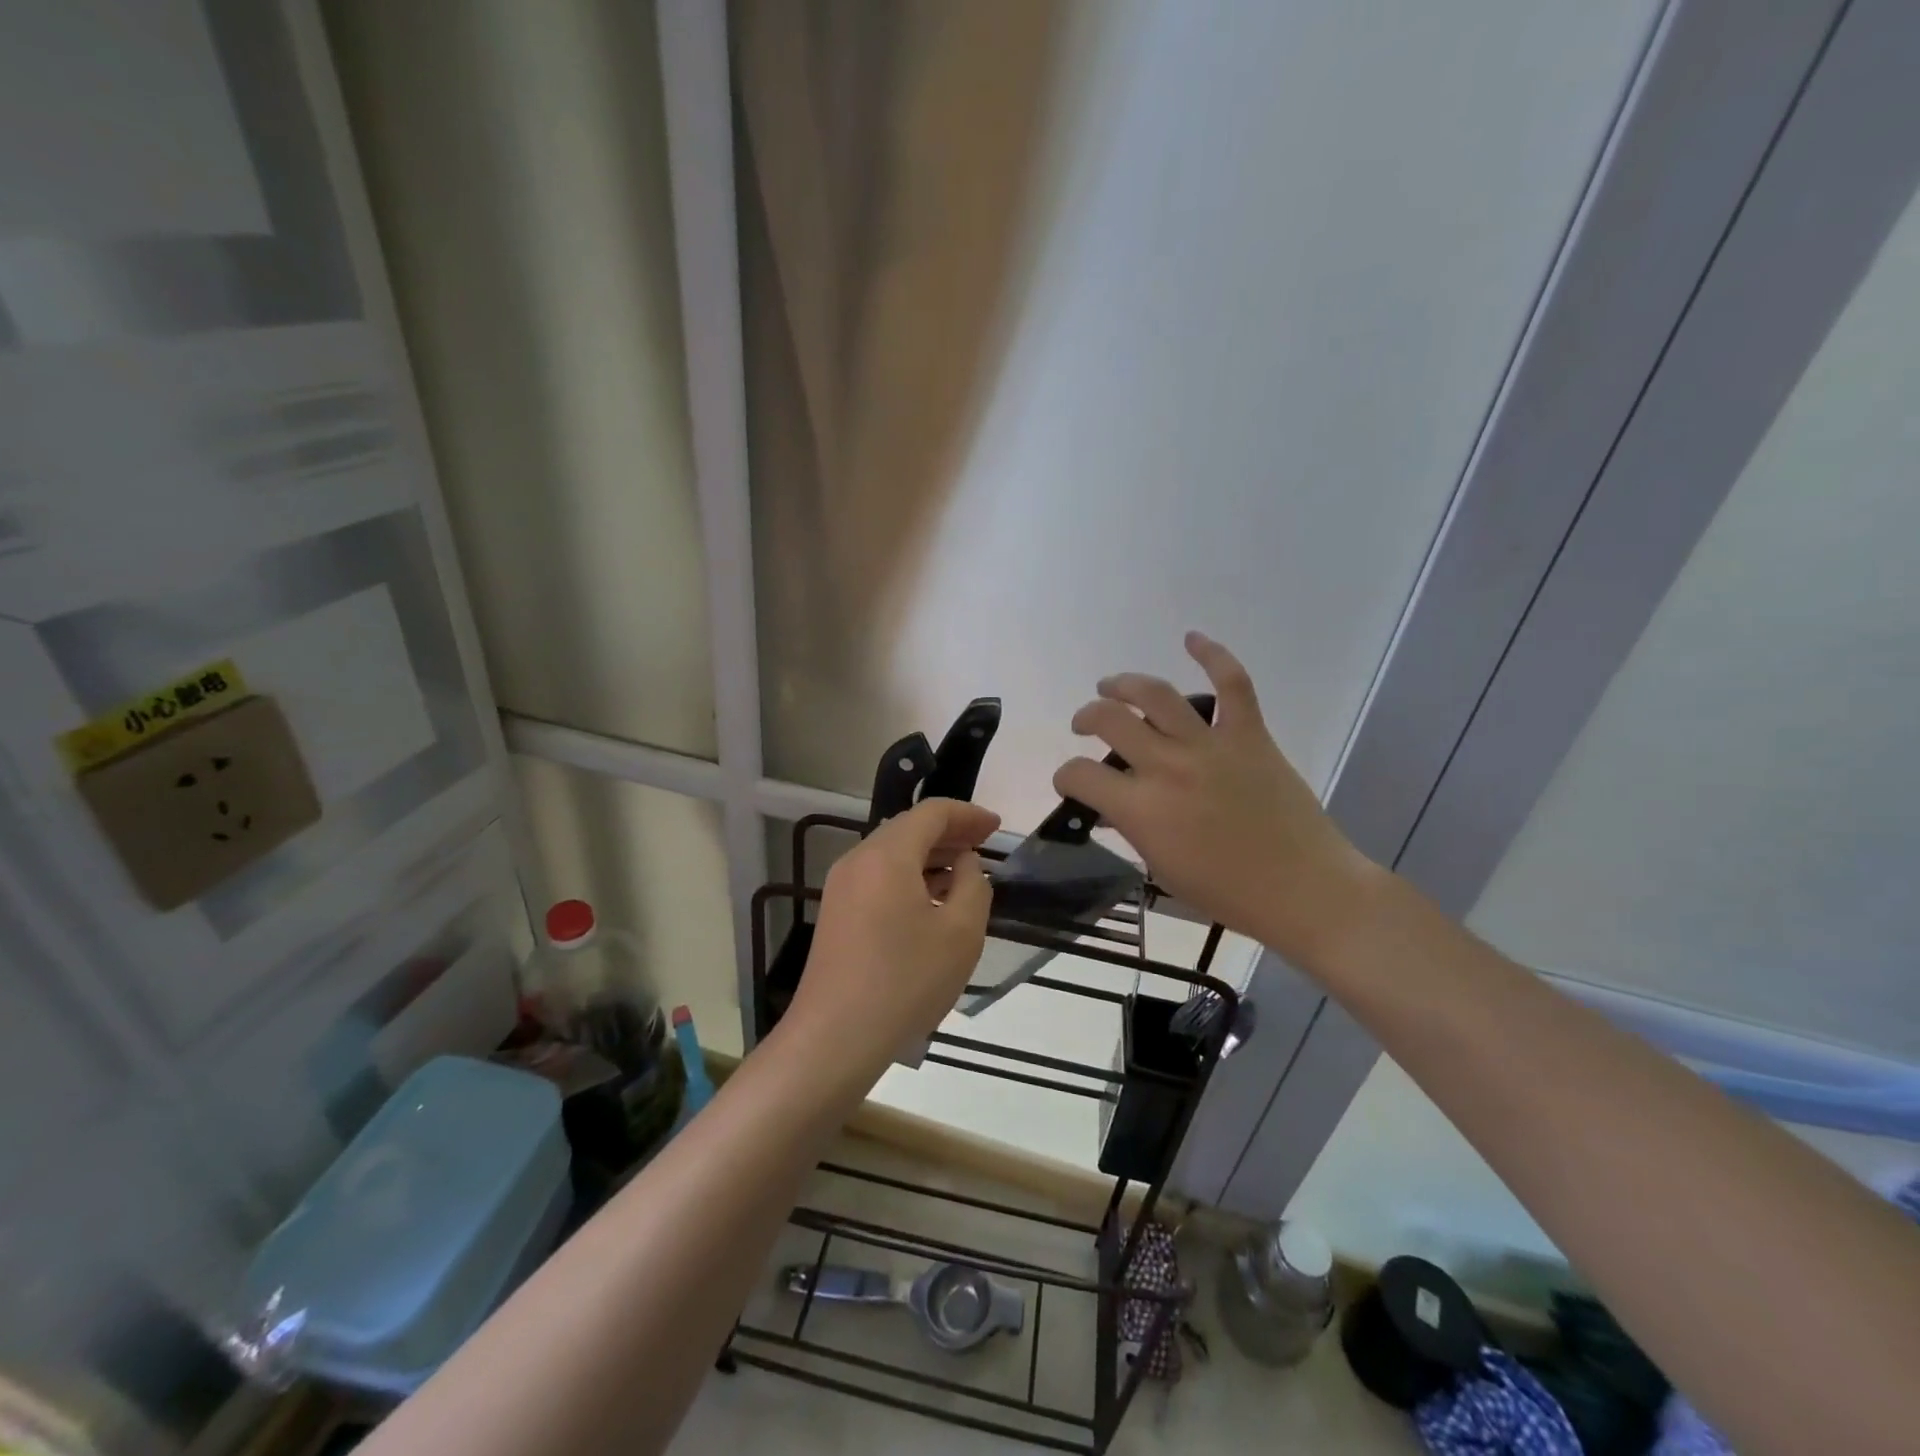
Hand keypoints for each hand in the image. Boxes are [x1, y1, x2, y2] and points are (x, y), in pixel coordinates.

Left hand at [789, 797, 1000, 1077]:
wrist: (834, 1038)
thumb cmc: (905, 981)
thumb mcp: (961, 933)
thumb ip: (974, 885)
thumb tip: (966, 863)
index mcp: (887, 855)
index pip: (932, 813)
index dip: (968, 814)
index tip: (997, 827)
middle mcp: (858, 860)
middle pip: (908, 829)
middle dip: (949, 832)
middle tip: (985, 845)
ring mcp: (841, 887)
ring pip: (892, 854)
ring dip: (930, 856)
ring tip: (965, 873)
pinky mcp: (837, 913)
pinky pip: (878, 877)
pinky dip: (909, 877)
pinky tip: (932, 901)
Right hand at [1055, 632, 1380, 964]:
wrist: (1303, 889)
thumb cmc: (1227, 892)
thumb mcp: (1162, 868)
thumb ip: (1132, 830)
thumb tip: (1114, 807)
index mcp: (1141, 808)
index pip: (1080, 775)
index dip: (1065, 776)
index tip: (1072, 782)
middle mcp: (1167, 766)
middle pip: (1109, 720)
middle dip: (1087, 717)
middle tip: (1085, 724)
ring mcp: (1209, 745)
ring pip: (1155, 694)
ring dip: (1124, 684)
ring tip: (1112, 686)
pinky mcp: (1249, 735)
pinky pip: (1232, 684)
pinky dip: (1212, 654)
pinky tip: (1192, 638)